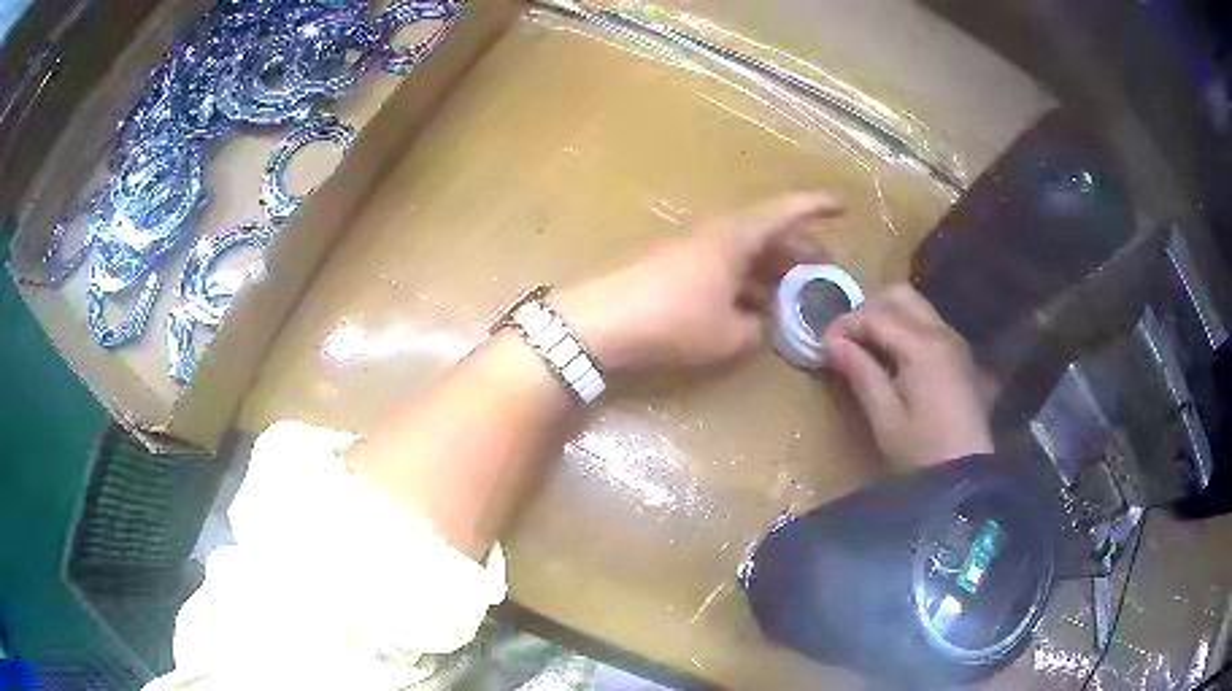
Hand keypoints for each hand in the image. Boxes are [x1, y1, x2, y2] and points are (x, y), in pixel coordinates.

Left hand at [557, 192, 842, 372]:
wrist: (601, 320)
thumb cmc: (674, 320)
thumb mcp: (728, 335)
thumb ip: (756, 327)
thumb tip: (760, 322)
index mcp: (737, 235)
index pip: (786, 211)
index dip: (817, 206)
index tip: (844, 206)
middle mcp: (716, 231)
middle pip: (767, 230)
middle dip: (798, 246)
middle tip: (823, 266)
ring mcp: (691, 245)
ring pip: (744, 247)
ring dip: (771, 264)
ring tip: (794, 287)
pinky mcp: (673, 263)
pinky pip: (722, 262)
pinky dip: (744, 276)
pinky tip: (751, 302)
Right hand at [823, 284, 992, 467]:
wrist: (967, 476)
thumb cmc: (922, 452)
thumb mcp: (885, 418)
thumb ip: (860, 373)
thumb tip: (831, 342)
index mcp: (923, 346)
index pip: (876, 315)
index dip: (845, 324)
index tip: (824, 345)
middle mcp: (942, 332)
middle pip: (900, 295)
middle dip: (868, 308)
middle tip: (847, 339)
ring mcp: (954, 342)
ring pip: (916, 307)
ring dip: (888, 317)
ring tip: (866, 349)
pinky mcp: (960, 356)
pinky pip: (928, 325)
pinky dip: (905, 329)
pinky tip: (893, 360)